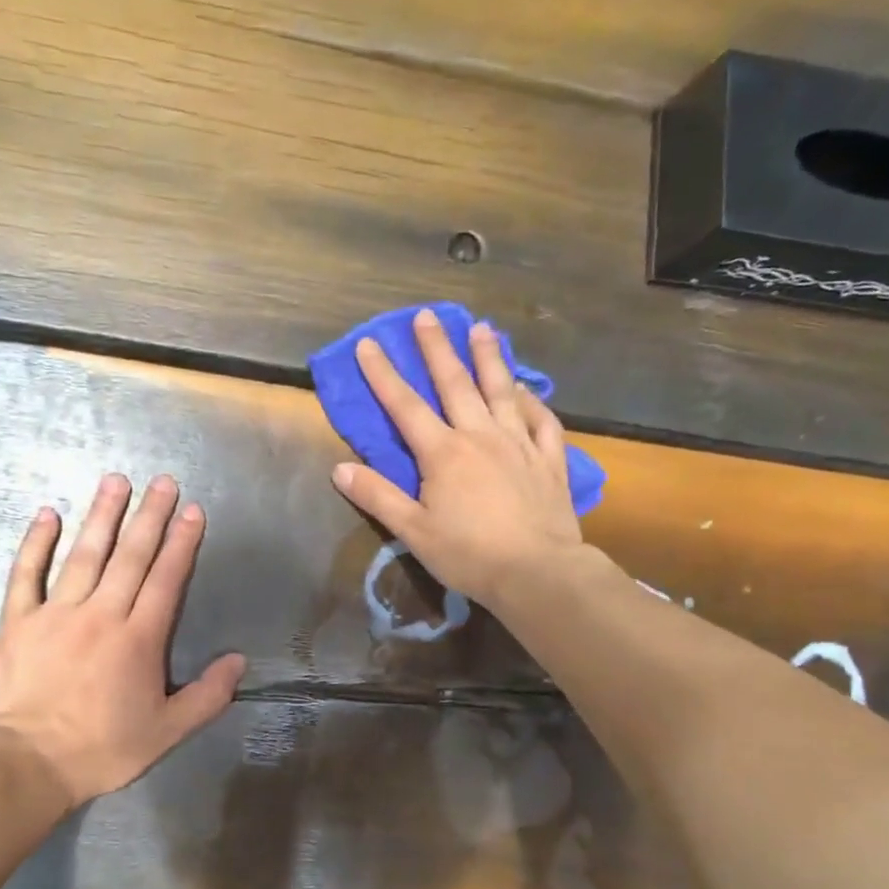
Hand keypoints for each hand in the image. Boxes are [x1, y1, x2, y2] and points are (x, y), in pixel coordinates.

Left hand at [0, 473, 245, 810]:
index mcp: (139, 639)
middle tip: (162, 481)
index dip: (182, 543)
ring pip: (84, 555)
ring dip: (102, 516)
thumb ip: (207, 696)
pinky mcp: (17, 621)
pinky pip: (26, 574)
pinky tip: (47, 514)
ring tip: (115, 481)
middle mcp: (101, 614)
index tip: (191, 510)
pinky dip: (36, 543)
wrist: (27, 763)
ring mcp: (56, 613)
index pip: (166, 579)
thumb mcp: (167, 732)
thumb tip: (238, 661)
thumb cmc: (102, 749)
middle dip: (150, 516)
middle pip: (130, 556)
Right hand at [330, 309, 590, 604]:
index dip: (383, 375)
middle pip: (455, 384)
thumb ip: (378, 497)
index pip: (405, 406)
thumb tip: (339, 469)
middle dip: (437, 348)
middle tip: (427, 316)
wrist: (537, 572)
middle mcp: (480, 436)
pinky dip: (533, 401)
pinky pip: (542, 421)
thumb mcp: (413, 531)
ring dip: (489, 358)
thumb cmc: (469, 554)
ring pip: (502, 391)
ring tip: (482, 329)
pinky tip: (527, 389)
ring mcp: (519, 444)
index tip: (368, 343)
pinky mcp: (548, 460)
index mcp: (443, 453)